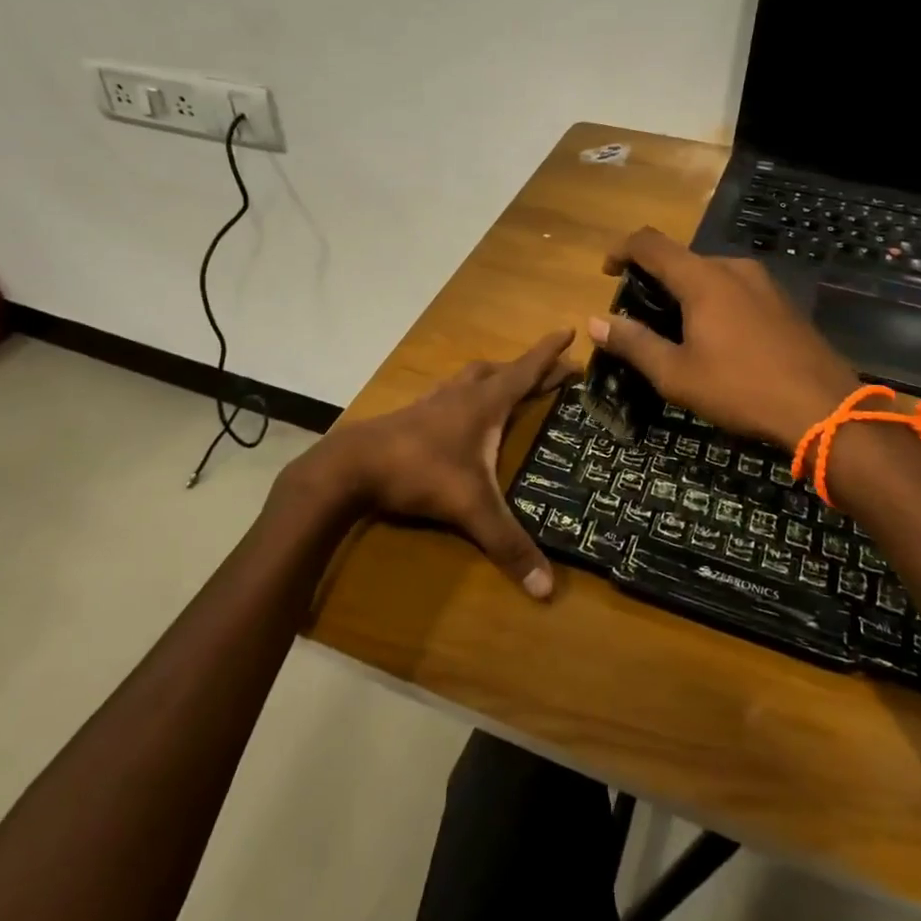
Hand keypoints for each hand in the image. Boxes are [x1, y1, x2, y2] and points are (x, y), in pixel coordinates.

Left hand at [294, 329, 576, 597]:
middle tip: (551, 372)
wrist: (351, 466)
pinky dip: (465, 394)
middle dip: (528, 368)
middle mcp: (461, 394)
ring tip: (507, 385)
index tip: (569, 330)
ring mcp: (433, 402)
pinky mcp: (412, 415)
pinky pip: (448, 394)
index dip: (549, 353)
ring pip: (470, 378)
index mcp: (484, 404)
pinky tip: (458, 411)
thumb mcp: (470, 508)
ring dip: (494, 377)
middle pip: (500, 371)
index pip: (525, 370)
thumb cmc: (419, 472)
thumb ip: (508, 544)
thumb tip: (547, 590)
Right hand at [590, 227, 858, 448]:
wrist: (824, 408)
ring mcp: (764, 283)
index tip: (607, 272)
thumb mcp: (676, 374)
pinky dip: (713, 302)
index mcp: (702, 278)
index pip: (650, 244)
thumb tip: (595, 322)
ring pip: (710, 275)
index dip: (622, 250)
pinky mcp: (783, 302)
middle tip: (640, 315)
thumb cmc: (740, 388)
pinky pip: (735, 289)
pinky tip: (717, 339)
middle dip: (654, 280)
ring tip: (676, 331)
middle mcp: (733, 268)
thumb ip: (633, 343)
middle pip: (681, 259)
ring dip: (685, 292)